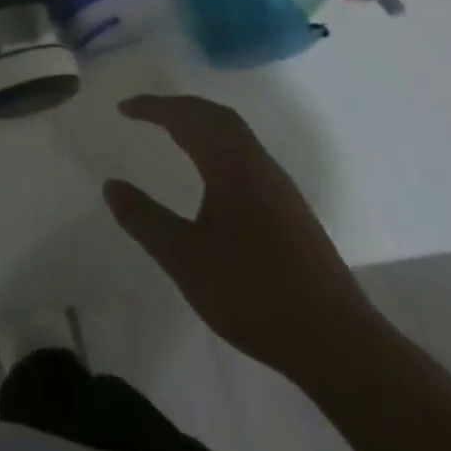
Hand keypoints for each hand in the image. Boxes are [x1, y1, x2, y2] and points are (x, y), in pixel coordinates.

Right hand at [103, 95, 375, 376]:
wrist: (338, 343)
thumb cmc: (254, 294)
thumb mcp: (184, 258)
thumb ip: (144, 219)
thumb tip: (111, 185)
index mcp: (232, 168)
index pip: (188, 118)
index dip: (154, 107)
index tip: (124, 109)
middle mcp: (258, 166)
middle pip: (218, 117)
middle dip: (179, 107)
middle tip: (146, 112)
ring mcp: (280, 188)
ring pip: (237, 135)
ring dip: (201, 124)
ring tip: (172, 134)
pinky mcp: (291, 211)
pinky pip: (247, 155)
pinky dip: (218, 145)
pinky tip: (211, 174)